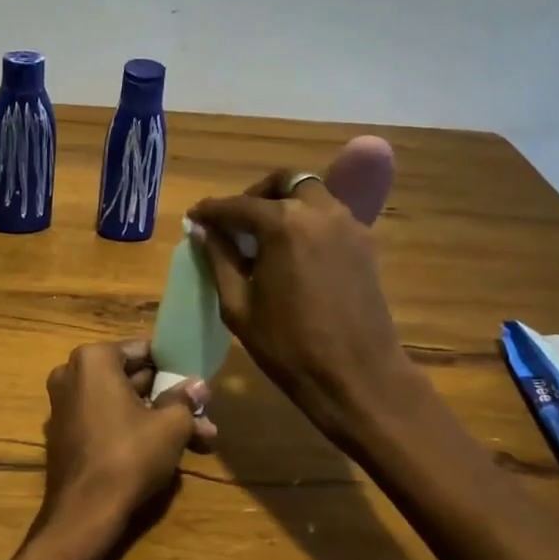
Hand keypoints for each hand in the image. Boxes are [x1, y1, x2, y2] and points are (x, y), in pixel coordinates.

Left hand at [37, 340, 216, 555]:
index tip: (195, 384)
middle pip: (130, 378)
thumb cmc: (129, 455)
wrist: (84, 511)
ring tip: (198, 437)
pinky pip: (104, 420)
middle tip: (202, 414)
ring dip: (156, 417)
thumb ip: (184, 400)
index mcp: (92, 359)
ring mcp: (64, 404)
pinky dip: (131, 429)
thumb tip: (199, 385)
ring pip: (121, 402)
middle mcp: (71, 374)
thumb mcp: (170, 425)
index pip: (142, 350)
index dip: (172, 366)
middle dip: (167, 397)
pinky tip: (165, 449)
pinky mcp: (65, 433)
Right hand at [188, 172, 413, 452]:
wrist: (357, 376)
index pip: (237, 205)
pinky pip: (329, 216)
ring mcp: (348, 225)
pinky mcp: (364, 244)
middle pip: (283, 183)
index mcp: (284, 224)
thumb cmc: (288, 346)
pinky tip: (290, 252)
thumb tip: (202, 231)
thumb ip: (219, 260)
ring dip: (283, 203)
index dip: (211, 211)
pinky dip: (306, 220)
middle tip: (234, 223)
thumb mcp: (238, 305)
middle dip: (254, 195)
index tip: (194, 218)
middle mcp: (319, 212)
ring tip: (261, 237)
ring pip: (311, 194)